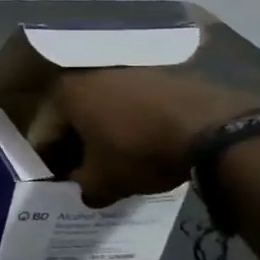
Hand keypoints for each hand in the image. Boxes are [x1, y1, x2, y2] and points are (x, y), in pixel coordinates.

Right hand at [48, 68, 259, 207]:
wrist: (216, 129)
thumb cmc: (141, 151)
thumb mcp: (103, 181)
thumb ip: (82, 187)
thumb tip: (83, 189)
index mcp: (64, 93)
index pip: (44, 134)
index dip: (49, 163)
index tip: (60, 182)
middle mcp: (90, 73)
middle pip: (73, 116)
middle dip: (77, 144)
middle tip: (86, 171)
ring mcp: (129, 70)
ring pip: (105, 108)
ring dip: (106, 131)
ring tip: (118, 159)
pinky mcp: (162, 75)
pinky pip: (135, 104)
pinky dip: (133, 123)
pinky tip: (146, 144)